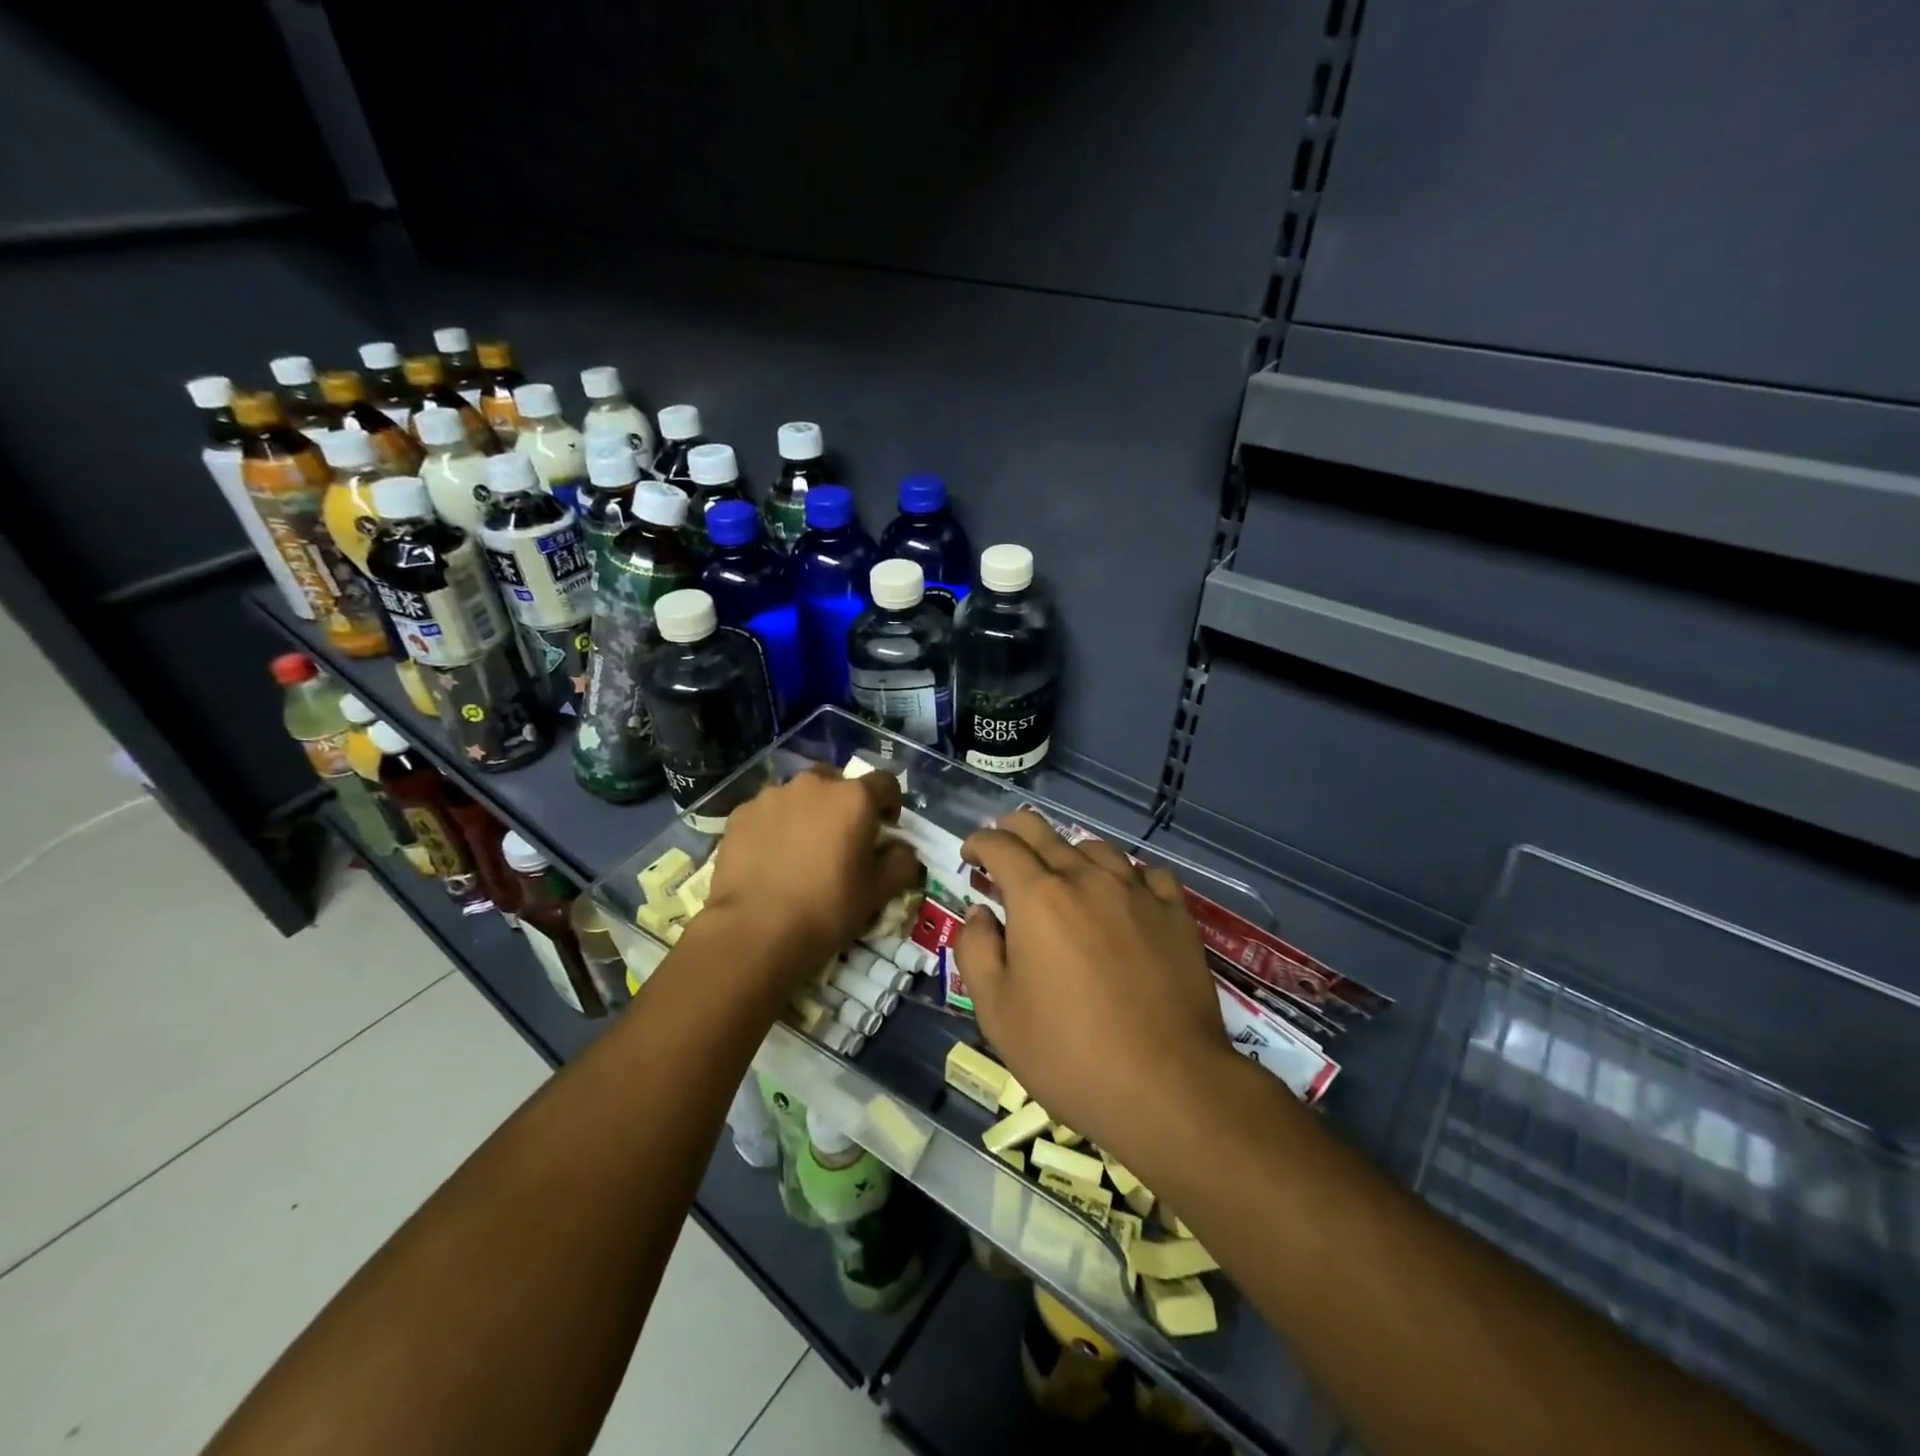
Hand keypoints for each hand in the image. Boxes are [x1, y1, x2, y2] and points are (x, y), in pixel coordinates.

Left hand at [705, 765, 922, 972]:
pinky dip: (773, 827)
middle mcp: (814, 785)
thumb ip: (901, 862)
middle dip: (843, 805)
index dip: (890, 804)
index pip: (885, 783)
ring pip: (798, 796)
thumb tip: (901, 850)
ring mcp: (772, 796)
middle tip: (840, 839)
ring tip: (800, 851)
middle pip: (837, 783)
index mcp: (854, 798)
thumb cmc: (828, 908)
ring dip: (806, 813)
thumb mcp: (879, 892)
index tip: (885, 828)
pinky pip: (766, 813)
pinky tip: (770, 859)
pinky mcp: (740, 814)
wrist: (755, 930)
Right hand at [954, 810, 1230, 1152]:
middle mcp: (1086, 879)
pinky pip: (1147, 873)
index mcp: (1038, 897)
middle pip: (1044, 832)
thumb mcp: (997, 1012)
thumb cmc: (1068, 1053)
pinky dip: (1125, 874)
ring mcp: (1137, 892)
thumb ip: (977, 951)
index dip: (978, 842)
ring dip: (1068, 852)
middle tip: (1003, 850)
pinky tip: (1123, 894)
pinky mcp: (1175, 913)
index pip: (1000, 845)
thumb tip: (981, 913)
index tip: (970, 857)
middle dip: (1014, 831)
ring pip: (1096, 847)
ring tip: (1062, 874)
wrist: (1167, 1085)